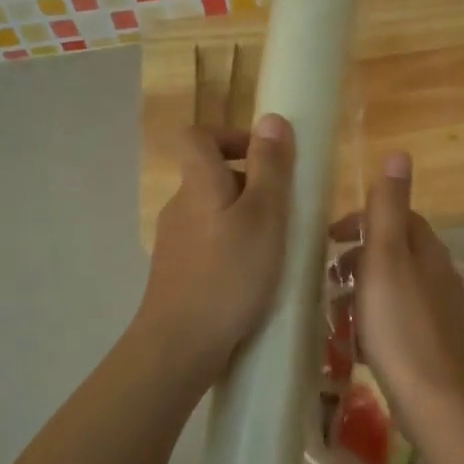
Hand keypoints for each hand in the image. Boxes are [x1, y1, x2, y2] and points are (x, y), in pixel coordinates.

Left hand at [137, 114, 293, 382]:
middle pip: (212, 176)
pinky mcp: (179, 273)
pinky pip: (211, 245)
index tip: (266, 158)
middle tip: (288, 212)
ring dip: (248, 220)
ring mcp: (175, 242)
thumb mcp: (264, 216)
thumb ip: (270, 168)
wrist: (180, 345)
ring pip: (215, 214)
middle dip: (253, 185)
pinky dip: (235, 249)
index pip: (197, 135)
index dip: (230, 136)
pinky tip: (257, 279)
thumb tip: (272, 119)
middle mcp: (180, 206)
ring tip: (280, 249)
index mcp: (198, 184)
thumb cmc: (229, 274)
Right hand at [334, 152, 463, 419]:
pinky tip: (355, 339)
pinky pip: (396, 317)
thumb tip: (399, 153)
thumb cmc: (399, 322)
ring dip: (363, 290)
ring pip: (394, 286)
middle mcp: (439, 275)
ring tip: (334, 308)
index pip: (399, 217)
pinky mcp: (430, 342)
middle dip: (359, 257)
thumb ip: (388, 208)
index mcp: (429, 251)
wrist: (431, 395)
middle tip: (327, 275)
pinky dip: (373, 318)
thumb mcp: (386, 257)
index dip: (363, 220)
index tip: (331, 237)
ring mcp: (437, 311)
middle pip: (396, 252)